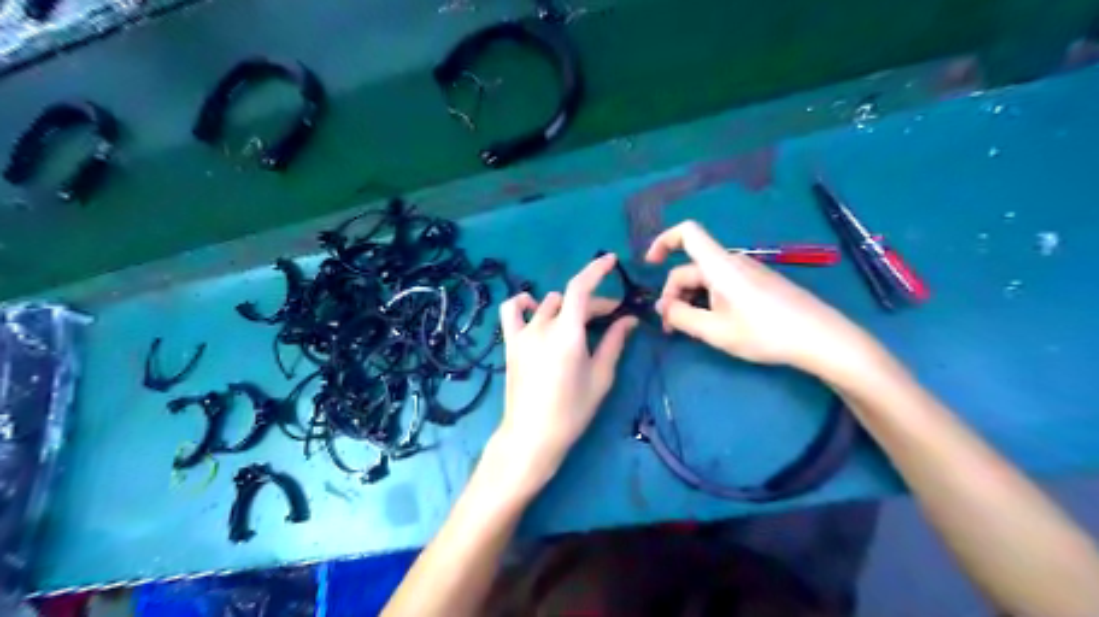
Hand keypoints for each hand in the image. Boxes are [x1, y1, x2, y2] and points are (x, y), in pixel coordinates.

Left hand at [489, 250, 635, 491]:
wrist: (532, 435)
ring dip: (566, 306)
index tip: (611, 260)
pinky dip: (524, 303)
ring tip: (578, 322)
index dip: (596, 270)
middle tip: (611, 319)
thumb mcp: (600, 377)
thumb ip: (614, 343)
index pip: (580, 289)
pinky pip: (512, 311)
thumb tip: (629, 320)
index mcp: (568, 334)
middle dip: (594, 304)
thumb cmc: (572, 410)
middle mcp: (543, 327)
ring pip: (547, 304)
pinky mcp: (511, 344)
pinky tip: (534, 308)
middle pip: (570, 300)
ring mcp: (523, 334)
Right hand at [647, 219, 881, 378]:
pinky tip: (716, 326)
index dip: (663, 241)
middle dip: (673, 294)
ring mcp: (747, 273)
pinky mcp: (758, 285)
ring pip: (706, 280)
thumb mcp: (716, 331)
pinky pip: (723, 286)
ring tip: (691, 331)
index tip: (649, 265)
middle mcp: (731, 262)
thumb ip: (682, 317)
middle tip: (670, 328)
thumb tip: (662, 307)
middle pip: (690, 267)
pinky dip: (708, 302)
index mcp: (719, 266)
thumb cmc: (765, 332)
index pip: (686, 233)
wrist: (819, 337)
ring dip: (690, 301)